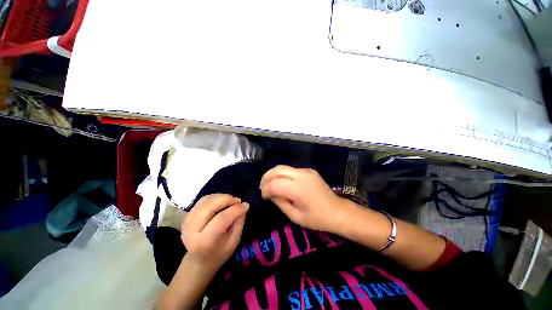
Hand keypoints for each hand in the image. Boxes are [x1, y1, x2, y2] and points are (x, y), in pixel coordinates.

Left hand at [181, 194, 248, 275]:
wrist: (198, 261)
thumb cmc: (219, 253)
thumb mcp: (234, 241)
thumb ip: (239, 222)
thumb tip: (244, 205)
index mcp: (205, 241)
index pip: (221, 219)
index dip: (235, 209)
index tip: (246, 205)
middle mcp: (192, 230)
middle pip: (210, 206)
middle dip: (227, 199)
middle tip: (238, 201)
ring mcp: (187, 221)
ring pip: (206, 200)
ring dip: (221, 197)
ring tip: (231, 201)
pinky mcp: (187, 216)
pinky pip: (203, 200)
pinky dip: (215, 197)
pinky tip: (222, 201)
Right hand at [260, 165, 348, 233]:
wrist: (337, 211)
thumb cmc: (317, 218)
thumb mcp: (295, 216)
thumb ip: (280, 203)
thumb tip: (270, 193)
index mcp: (298, 189)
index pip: (275, 184)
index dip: (266, 189)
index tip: (264, 196)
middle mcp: (301, 176)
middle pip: (277, 170)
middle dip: (266, 177)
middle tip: (262, 186)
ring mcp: (306, 171)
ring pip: (283, 167)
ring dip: (273, 174)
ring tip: (269, 183)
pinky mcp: (309, 170)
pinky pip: (291, 169)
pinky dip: (283, 174)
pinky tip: (282, 182)